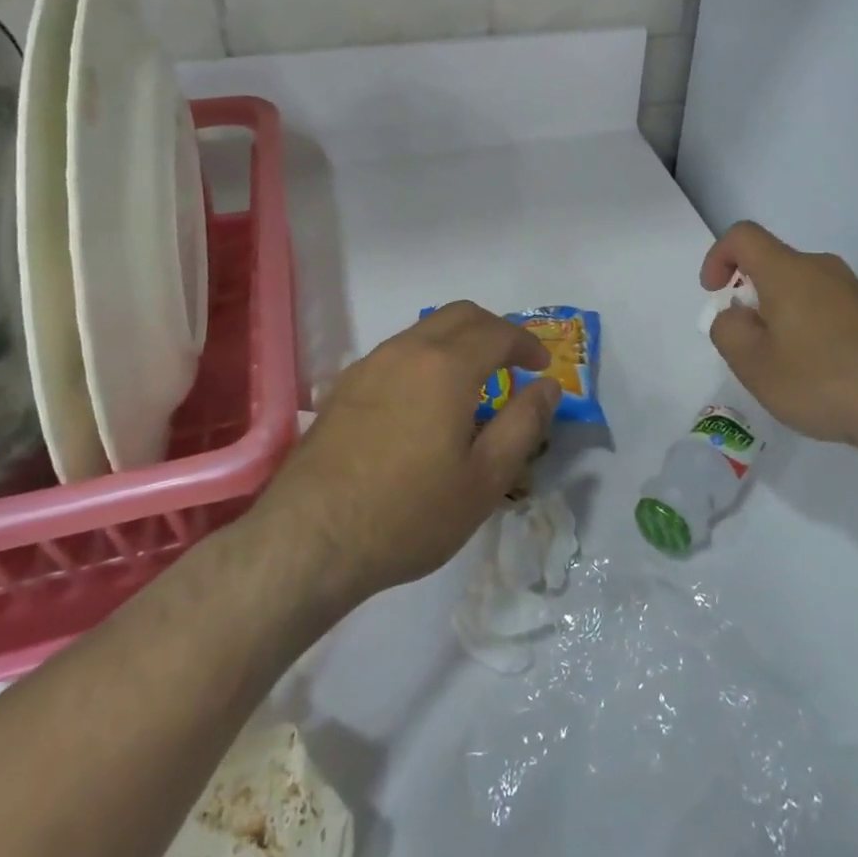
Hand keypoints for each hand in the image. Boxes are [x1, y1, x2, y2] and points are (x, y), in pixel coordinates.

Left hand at [253, 302, 560, 602]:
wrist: (308, 541)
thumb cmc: (408, 513)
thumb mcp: (485, 479)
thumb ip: (524, 424)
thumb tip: (548, 387)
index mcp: (446, 366)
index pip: (498, 332)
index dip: (527, 344)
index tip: (542, 368)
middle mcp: (406, 351)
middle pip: (460, 315)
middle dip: (494, 330)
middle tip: (513, 363)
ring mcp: (369, 366)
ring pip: (424, 330)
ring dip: (458, 342)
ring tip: (472, 384)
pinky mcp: (343, 387)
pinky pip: (396, 353)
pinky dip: (425, 358)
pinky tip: (425, 403)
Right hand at [700, 221, 857, 457]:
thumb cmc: (819, 378)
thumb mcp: (753, 363)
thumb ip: (728, 330)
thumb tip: (736, 314)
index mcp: (787, 270)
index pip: (743, 236)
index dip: (718, 256)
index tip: (714, 292)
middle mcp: (823, 268)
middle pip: (775, 264)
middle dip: (752, 295)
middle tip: (748, 342)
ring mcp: (855, 291)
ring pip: (803, 289)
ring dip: (782, 315)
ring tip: (784, 365)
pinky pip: (829, 309)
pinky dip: (811, 329)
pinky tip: (819, 374)